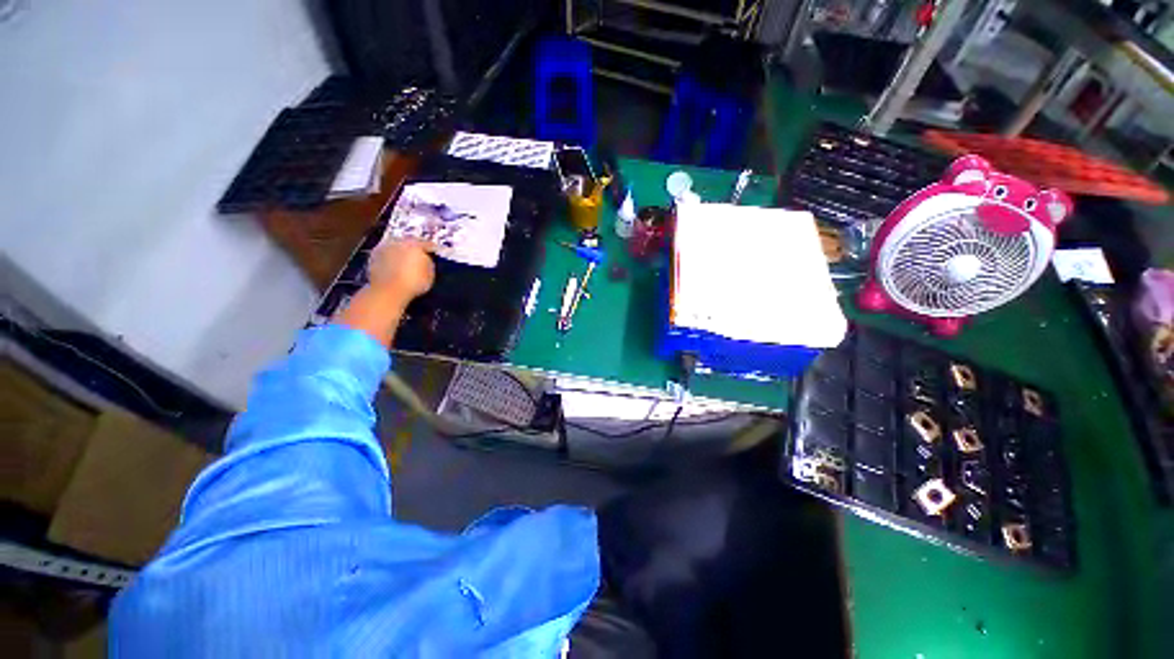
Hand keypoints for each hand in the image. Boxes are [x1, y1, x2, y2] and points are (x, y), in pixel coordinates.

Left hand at [367, 239, 435, 304]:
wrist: (388, 290)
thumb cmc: (414, 282)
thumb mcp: (430, 274)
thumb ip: (429, 262)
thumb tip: (425, 259)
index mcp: (415, 244)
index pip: (427, 243)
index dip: (432, 249)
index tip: (435, 253)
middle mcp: (399, 241)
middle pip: (409, 242)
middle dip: (414, 248)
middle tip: (419, 255)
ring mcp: (384, 247)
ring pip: (396, 246)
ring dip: (401, 251)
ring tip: (405, 261)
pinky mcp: (373, 256)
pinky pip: (386, 254)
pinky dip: (390, 258)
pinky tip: (394, 266)